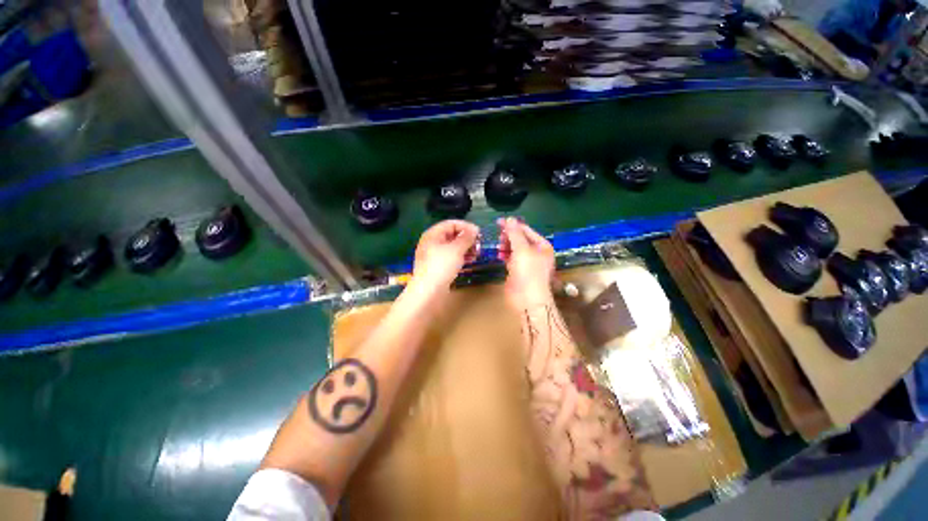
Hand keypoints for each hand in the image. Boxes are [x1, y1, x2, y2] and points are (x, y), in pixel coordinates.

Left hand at [411, 220, 479, 292]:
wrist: (428, 292)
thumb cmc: (441, 266)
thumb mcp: (456, 249)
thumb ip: (466, 237)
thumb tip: (474, 229)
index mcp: (432, 234)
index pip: (450, 223)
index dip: (465, 226)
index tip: (478, 233)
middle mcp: (431, 243)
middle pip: (451, 235)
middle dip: (466, 238)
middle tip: (478, 244)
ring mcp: (433, 256)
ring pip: (451, 247)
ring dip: (465, 248)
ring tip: (476, 253)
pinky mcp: (436, 267)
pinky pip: (450, 258)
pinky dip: (460, 257)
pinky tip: (469, 261)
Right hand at [497, 218, 554, 307]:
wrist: (527, 299)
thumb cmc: (529, 272)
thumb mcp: (522, 249)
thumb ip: (515, 233)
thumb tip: (509, 219)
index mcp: (542, 245)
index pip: (526, 230)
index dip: (512, 225)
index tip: (498, 222)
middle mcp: (536, 252)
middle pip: (520, 239)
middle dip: (508, 236)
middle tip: (498, 236)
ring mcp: (527, 262)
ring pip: (515, 249)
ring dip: (506, 246)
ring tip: (499, 247)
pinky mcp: (518, 271)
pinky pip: (511, 258)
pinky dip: (505, 255)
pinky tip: (499, 255)